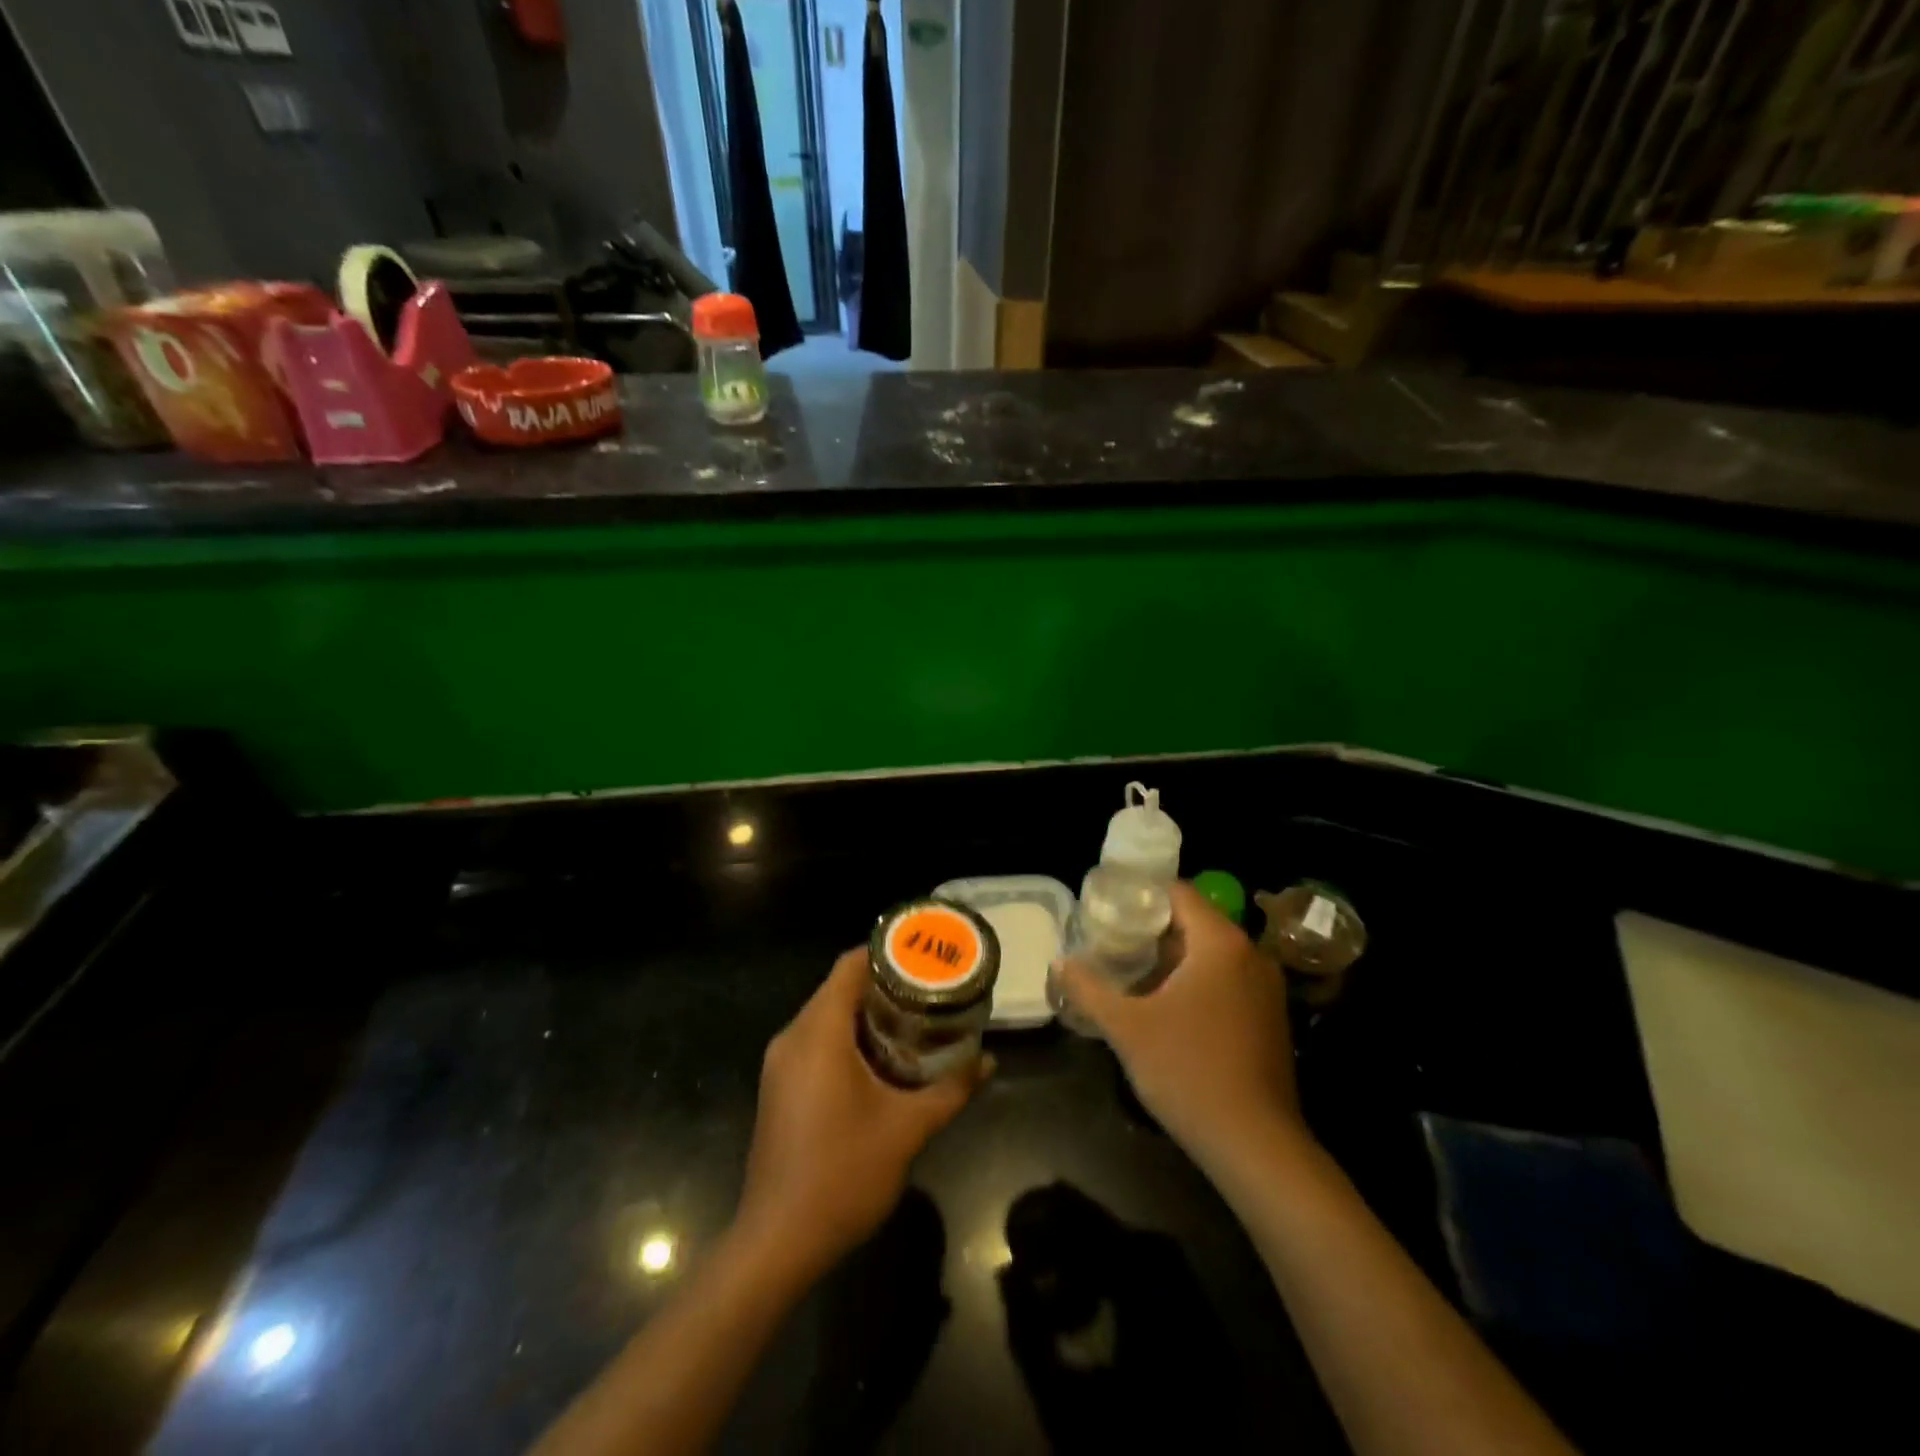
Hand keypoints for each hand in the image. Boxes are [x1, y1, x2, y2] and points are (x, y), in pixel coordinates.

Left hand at [736, 948, 987, 1282]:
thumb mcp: (908, 1129)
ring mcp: (781, 1063)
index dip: (887, 953)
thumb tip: (987, 1060)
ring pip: (826, 1015)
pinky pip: (816, 1041)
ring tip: (914, 1019)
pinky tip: (882, 1058)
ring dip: (866, 1012)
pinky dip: (848, 1036)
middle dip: (884, 984)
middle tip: (930, 989)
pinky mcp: (779, 1086)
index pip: (849, 966)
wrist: (777, 1242)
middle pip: (838, 988)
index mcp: (819, 1033)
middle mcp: (793, 1037)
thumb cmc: (843, 1174)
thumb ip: (952, 1089)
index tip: (924, 956)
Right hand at [1058, 881, 1304, 1170]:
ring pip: (1211, 952)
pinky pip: (1226, 978)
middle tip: (1110, 939)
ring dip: (1173, 956)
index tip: (1108, 908)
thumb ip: (1089, 989)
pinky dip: (1196, 979)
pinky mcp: (1269, 1016)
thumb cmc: (1188, 1072)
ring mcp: (1265, 987)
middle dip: (1151, 928)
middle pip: (1194, 920)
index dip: (1141, 894)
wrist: (1255, 1145)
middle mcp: (1249, 954)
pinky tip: (1165, 1004)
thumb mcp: (1127, 1028)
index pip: (1179, 892)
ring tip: (1130, 970)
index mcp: (1220, 943)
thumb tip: (1059, 962)